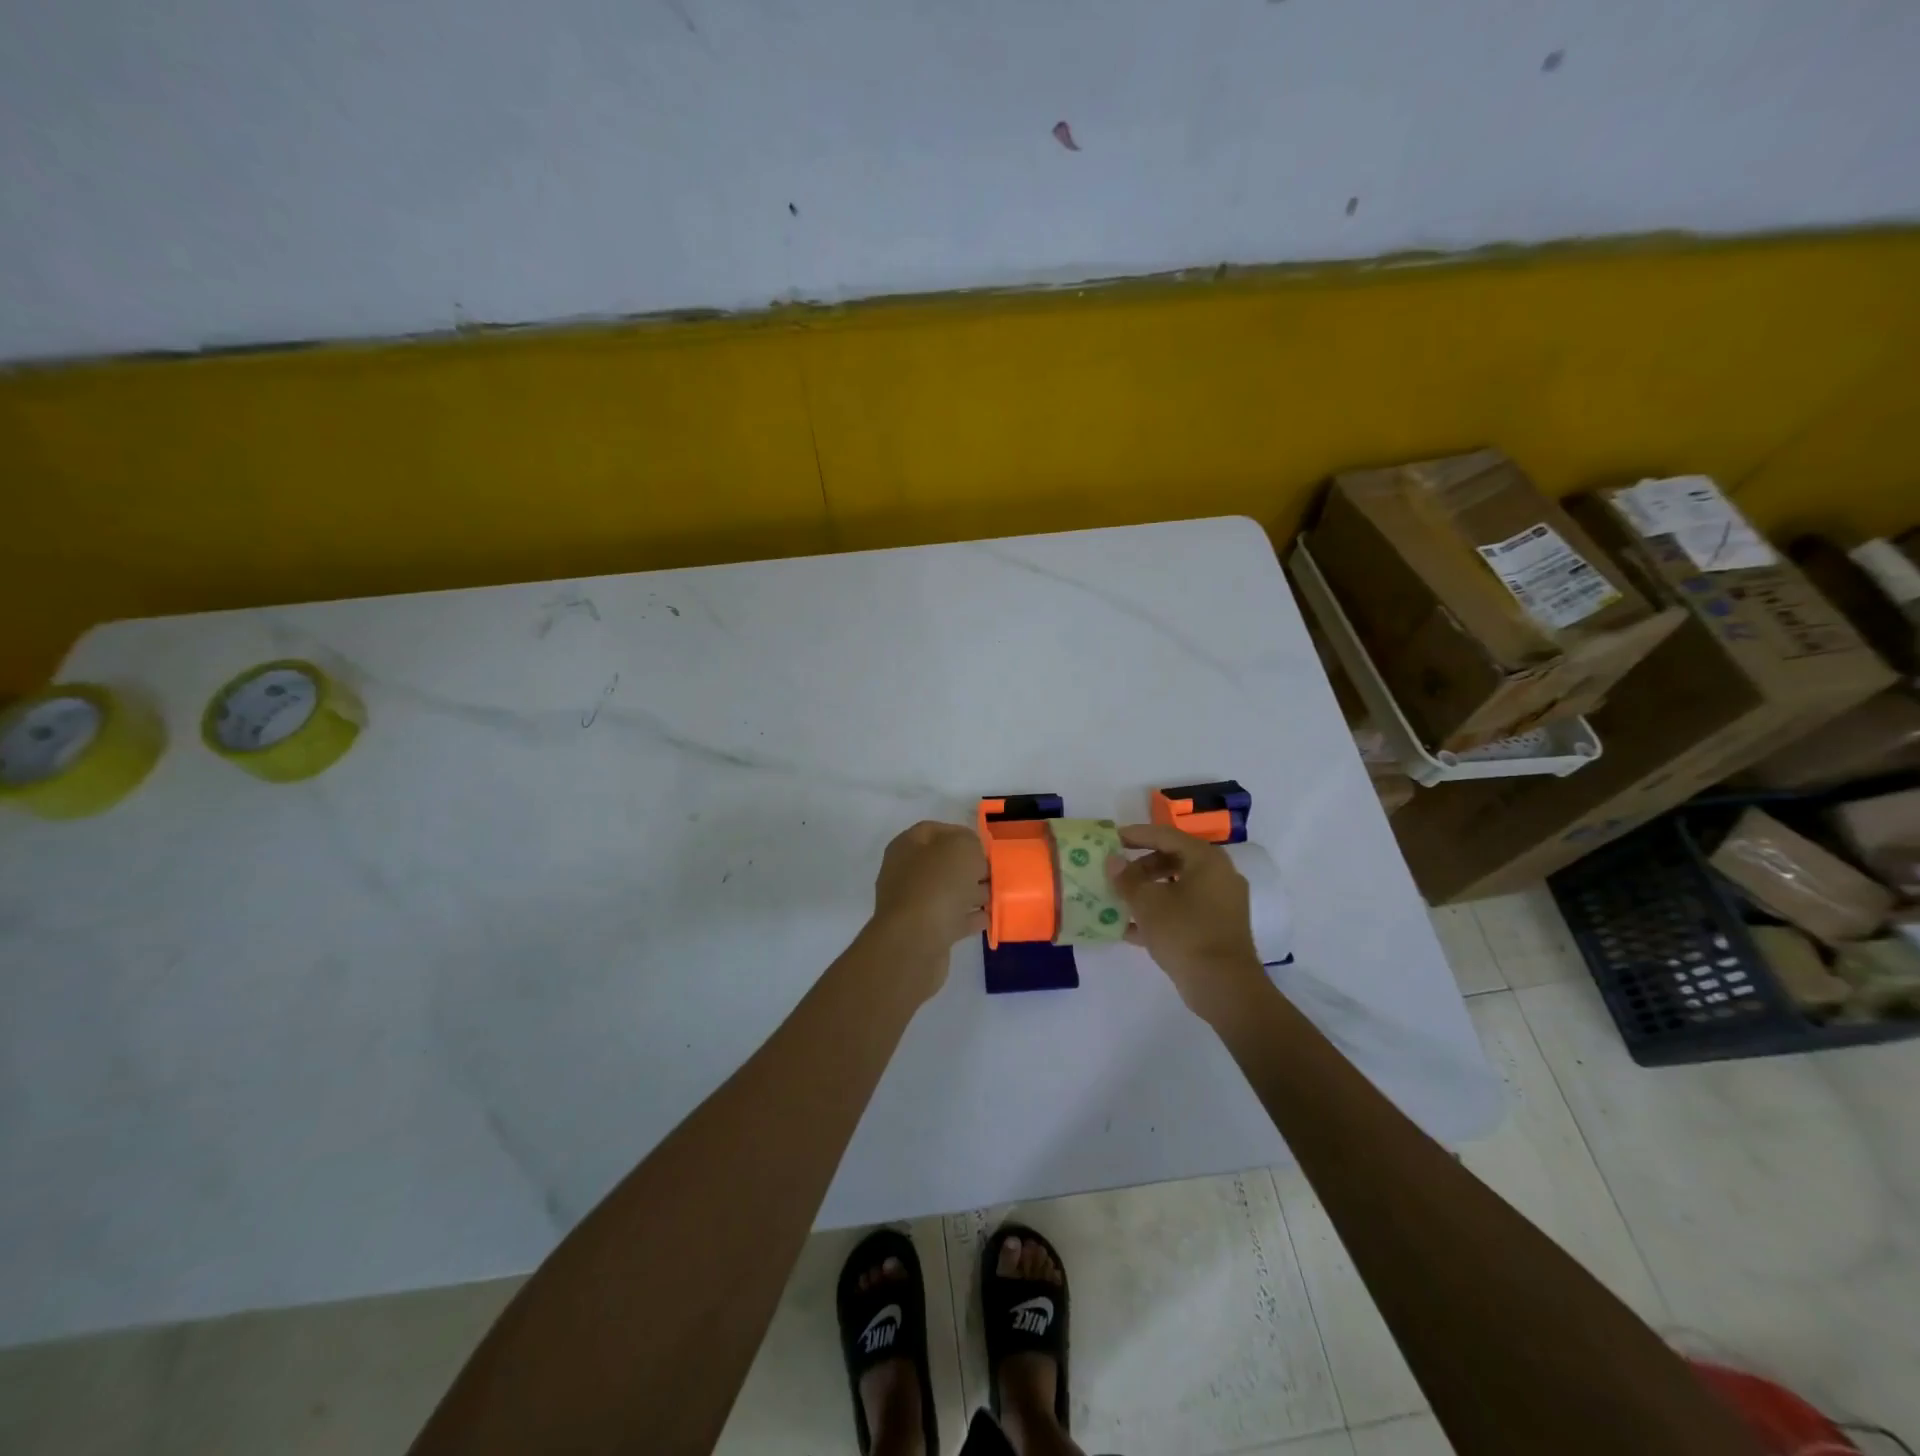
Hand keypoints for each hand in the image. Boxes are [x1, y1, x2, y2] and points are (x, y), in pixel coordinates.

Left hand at [869, 820, 989, 969]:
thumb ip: (970, 842)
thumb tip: (972, 855)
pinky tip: (988, 918)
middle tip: (995, 872)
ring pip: (948, 892)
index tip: (985, 846)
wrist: (914, 942)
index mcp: (906, 846)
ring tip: (997, 895)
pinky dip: (969, 918)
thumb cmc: (937, 885)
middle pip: (942, 863)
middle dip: (970, 867)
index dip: (961, 834)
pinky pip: (950, 919)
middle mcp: (905, 873)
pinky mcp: (923, 932)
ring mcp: (912, 904)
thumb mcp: (961, 848)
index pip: (933, 830)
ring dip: (972, 893)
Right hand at [1107, 824, 1267, 1016]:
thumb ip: (1126, 879)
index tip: (1112, 838)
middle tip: (1116, 874)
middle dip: (1141, 866)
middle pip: (1174, 859)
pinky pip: (1185, 910)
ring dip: (1149, 891)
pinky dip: (1161, 913)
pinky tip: (1132, 929)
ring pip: (1178, 886)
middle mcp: (1219, 875)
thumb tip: (1113, 861)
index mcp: (1206, 860)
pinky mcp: (1219, 927)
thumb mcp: (1147, 903)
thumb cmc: (1184, 933)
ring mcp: (1222, 903)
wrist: (1224, 987)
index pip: (1166, 835)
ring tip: (1121, 900)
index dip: (1136, 835)